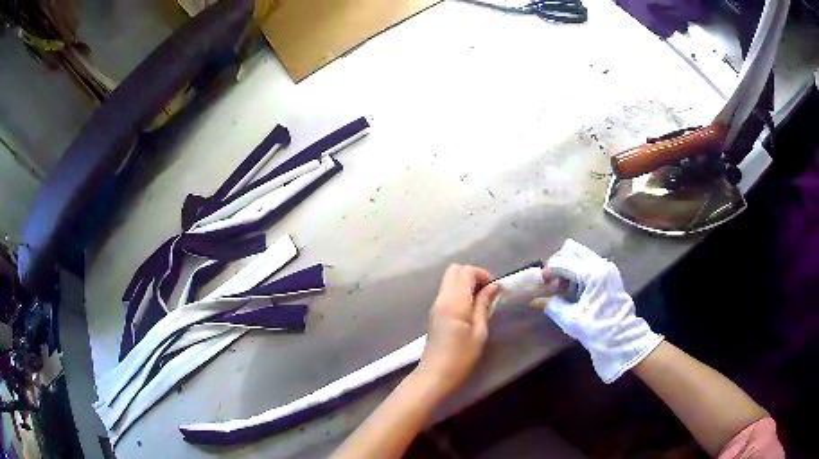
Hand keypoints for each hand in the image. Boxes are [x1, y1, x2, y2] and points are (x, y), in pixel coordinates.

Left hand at [416, 264, 500, 395]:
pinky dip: (459, 292)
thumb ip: (484, 305)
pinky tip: (469, 309)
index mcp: (454, 301)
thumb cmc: (462, 356)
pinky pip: (447, 291)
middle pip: (454, 270)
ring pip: (449, 280)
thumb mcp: (479, 331)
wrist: (436, 374)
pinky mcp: (434, 313)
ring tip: (480, 301)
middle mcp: (442, 298)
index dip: (482, 274)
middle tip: (487, 292)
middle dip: (472, 275)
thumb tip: (494, 286)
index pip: (465, 271)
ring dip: (465, 283)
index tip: (494, 289)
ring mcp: (436, 305)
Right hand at [533, 239, 663, 382]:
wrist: (620, 337)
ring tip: (561, 286)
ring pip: (581, 255)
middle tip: (551, 281)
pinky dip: (578, 270)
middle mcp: (601, 264)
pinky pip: (589, 263)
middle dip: (559, 263)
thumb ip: (551, 305)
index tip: (541, 283)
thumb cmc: (595, 327)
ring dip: (569, 266)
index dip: (549, 271)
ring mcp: (607, 267)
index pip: (563, 262)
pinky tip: (573, 287)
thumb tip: (535, 300)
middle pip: (573, 251)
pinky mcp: (609, 274)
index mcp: (592, 272)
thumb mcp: (570, 318)